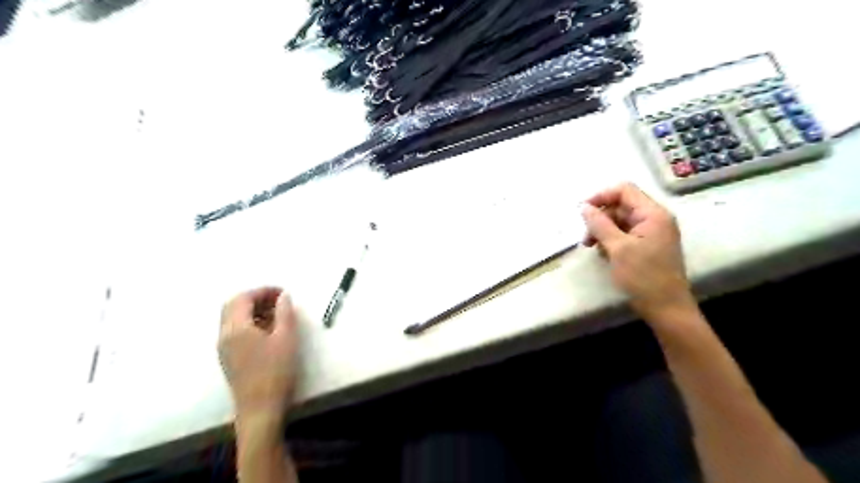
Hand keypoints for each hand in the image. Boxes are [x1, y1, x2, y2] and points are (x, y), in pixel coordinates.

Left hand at [218, 286, 299, 426]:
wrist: (260, 409)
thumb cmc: (275, 372)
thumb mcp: (286, 338)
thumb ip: (285, 313)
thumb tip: (284, 296)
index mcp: (236, 328)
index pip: (243, 298)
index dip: (263, 291)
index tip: (283, 293)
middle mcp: (224, 335)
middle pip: (233, 306)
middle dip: (255, 298)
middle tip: (278, 300)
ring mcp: (224, 348)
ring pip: (233, 318)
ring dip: (252, 310)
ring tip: (277, 314)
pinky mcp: (229, 358)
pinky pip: (235, 331)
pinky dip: (250, 322)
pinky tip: (268, 331)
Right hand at [581, 183, 694, 322]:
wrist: (666, 308)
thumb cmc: (643, 277)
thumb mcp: (618, 248)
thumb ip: (599, 224)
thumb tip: (583, 206)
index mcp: (653, 214)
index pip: (624, 190)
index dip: (601, 196)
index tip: (582, 212)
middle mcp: (654, 218)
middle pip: (621, 206)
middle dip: (600, 218)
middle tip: (586, 238)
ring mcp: (652, 232)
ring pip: (620, 221)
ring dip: (603, 230)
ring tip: (592, 247)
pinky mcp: (648, 245)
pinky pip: (625, 234)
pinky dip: (611, 240)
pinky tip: (604, 254)